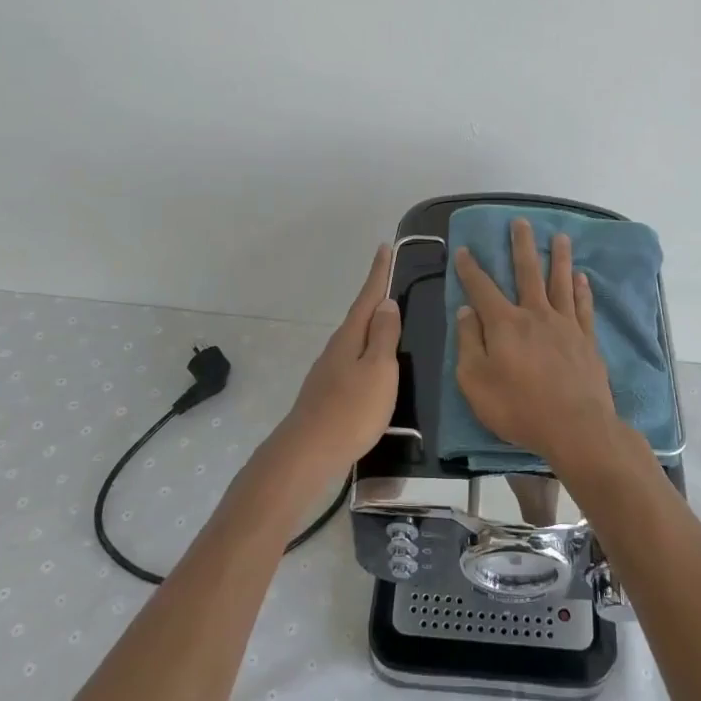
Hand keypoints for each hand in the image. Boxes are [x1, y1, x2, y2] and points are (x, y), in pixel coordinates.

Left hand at [274, 246, 401, 475]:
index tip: (383, 247)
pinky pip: (352, 360)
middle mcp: (337, 348)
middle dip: (375, 297)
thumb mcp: (378, 370)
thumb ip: (384, 337)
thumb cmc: (351, 409)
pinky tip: (372, 364)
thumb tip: (386, 303)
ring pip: (355, 339)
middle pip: (360, 316)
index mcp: (350, 337)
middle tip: (390, 280)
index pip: (368, 297)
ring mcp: (329, 371)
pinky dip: (366, 351)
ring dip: (371, 326)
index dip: (378, 273)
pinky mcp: (328, 393)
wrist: (309, 453)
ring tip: (388, 320)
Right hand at [454, 218, 618, 473]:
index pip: (482, 288)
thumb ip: (468, 343)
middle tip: (520, 222)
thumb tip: (465, 311)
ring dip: (559, 257)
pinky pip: (583, 306)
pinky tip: (581, 277)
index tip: (463, 250)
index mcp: (504, 324)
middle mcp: (535, 314)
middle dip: (521, 245)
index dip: (470, 269)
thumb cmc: (519, 408)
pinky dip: (582, 289)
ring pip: (560, 282)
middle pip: (527, 272)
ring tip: (560, 236)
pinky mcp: (586, 340)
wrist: (576, 427)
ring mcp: (565, 325)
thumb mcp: (476, 382)